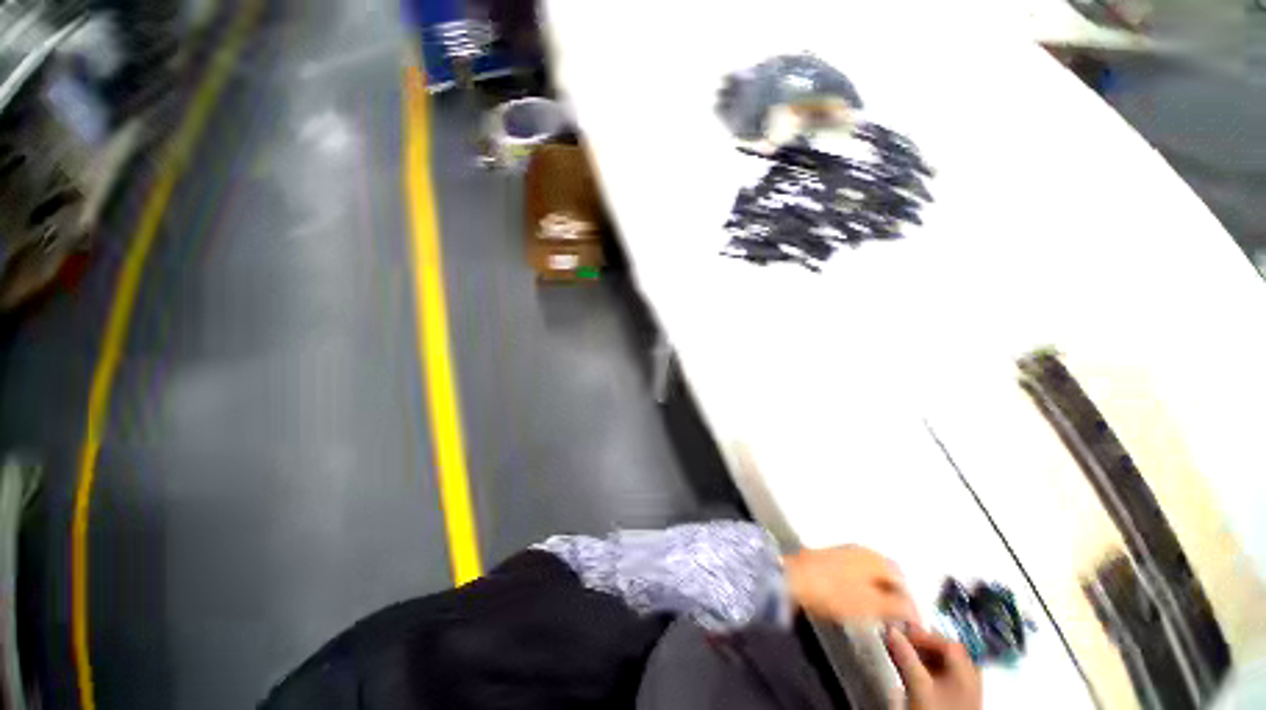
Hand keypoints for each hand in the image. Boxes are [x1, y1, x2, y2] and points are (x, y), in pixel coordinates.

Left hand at [783, 546, 917, 623]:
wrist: (792, 579)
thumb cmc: (835, 592)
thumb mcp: (872, 604)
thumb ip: (898, 607)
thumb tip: (913, 610)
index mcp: (875, 557)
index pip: (904, 580)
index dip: (912, 604)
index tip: (915, 626)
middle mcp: (861, 550)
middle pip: (888, 575)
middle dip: (896, 597)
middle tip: (900, 620)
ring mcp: (843, 552)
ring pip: (871, 575)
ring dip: (880, 593)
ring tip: (882, 616)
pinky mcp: (828, 560)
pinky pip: (856, 575)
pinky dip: (864, 590)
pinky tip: (859, 604)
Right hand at [886, 627, 982, 709]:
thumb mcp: (918, 686)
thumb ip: (905, 656)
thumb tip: (889, 629)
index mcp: (968, 670)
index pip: (947, 642)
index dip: (922, 634)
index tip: (899, 633)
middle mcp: (971, 676)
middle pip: (947, 650)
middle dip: (921, 644)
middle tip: (899, 641)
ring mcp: (966, 689)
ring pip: (944, 663)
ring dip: (922, 655)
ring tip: (901, 655)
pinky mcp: (958, 700)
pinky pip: (943, 675)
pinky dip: (926, 668)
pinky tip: (913, 672)